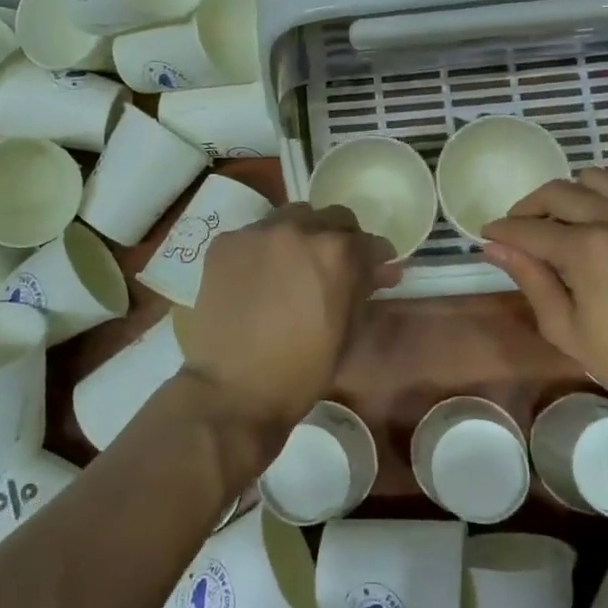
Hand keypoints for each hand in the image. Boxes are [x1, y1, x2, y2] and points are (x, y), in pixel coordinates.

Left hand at [179, 204, 398, 433]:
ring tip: (293, 266)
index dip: (375, 258)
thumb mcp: (347, 332)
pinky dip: (264, 249)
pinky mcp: (225, 242)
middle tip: (333, 267)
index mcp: (336, 252)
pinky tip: (258, 276)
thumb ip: (364, 290)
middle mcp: (298, 229)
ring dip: (301, 235)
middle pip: (331, 218)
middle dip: (340, 239)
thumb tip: (382, 270)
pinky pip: (255, 234)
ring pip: (291, 217)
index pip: (368, 241)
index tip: (375, 271)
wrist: (232, 389)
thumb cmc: (301, 371)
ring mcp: (257, 232)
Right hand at [482, 169, 607, 464]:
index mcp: (587, 248)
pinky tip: (594, 235)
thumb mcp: (568, 329)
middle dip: (528, 208)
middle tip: (516, 232)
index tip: (485, 235)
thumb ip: (531, 280)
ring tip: (556, 226)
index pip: (529, 229)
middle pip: (558, 192)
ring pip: (594, 182)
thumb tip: (495, 248)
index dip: (502, 231)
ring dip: (565, 197)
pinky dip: (599, 204)